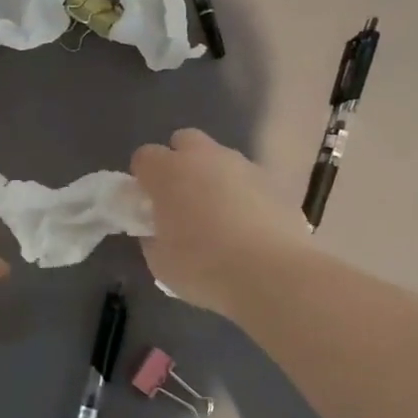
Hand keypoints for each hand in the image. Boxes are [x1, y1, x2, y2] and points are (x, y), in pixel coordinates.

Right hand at [130, 128, 311, 317]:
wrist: (272, 274)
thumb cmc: (204, 268)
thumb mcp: (160, 262)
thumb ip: (153, 237)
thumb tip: (158, 230)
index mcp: (169, 172)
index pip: (145, 157)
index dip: (143, 178)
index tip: (148, 204)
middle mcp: (205, 158)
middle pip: (185, 142)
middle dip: (180, 164)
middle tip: (182, 202)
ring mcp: (244, 166)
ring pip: (220, 159)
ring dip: (214, 179)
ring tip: (220, 219)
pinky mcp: (274, 182)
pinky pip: (249, 181)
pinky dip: (244, 196)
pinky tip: (248, 228)